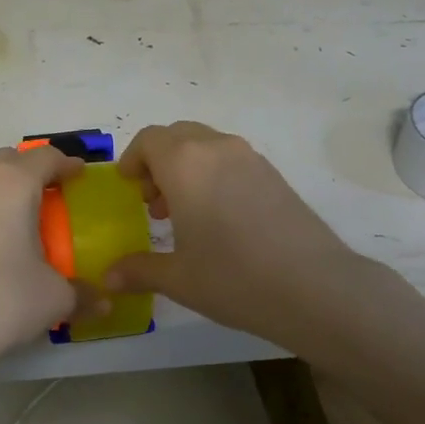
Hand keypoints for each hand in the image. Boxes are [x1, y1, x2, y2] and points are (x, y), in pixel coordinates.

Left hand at [0, 144, 90, 387]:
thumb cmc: (1, 303)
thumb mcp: (54, 299)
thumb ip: (83, 293)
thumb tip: (104, 302)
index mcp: (12, 185)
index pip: (46, 157)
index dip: (67, 164)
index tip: (78, 175)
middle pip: (7, 159)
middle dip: (29, 172)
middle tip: (46, 198)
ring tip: (9, 224)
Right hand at [105, 122, 370, 350]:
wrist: (316, 287)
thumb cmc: (234, 278)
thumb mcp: (179, 278)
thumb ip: (139, 270)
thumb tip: (109, 277)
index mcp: (186, 163)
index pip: (149, 139)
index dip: (132, 159)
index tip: (128, 187)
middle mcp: (217, 148)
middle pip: (177, 136)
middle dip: (158, 162)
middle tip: (153, 202)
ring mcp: (251, 158)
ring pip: (206, 145)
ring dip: (186, 168)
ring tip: (184, 214)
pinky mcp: (274, 174)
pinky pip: (231, 160)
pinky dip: (213, 175)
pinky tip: (219, 219)